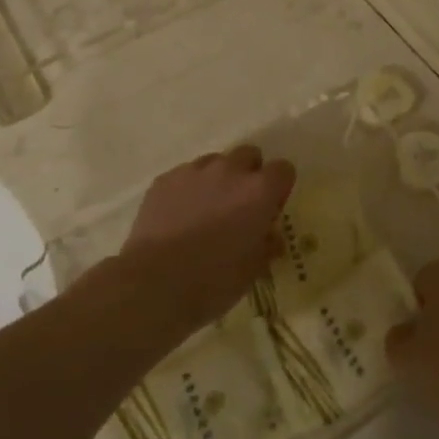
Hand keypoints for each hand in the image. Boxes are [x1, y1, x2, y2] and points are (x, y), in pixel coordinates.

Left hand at [117, 145, 294, 330]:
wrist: (155, 283)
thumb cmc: (214, 281)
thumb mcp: (252, 270)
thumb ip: (266, 245)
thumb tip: (270, 237)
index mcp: (259, 191)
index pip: (283, 169)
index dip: (279, 188)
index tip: (270, 210)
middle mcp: (229, 171)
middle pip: (249, 156)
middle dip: (249, 175)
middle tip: (240, 206)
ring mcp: (194, 171)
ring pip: (215, 162)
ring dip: (218, 180)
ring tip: (206, 211)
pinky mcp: (165, 180)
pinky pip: (185, 175)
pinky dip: (188, 189)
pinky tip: (179, 216)